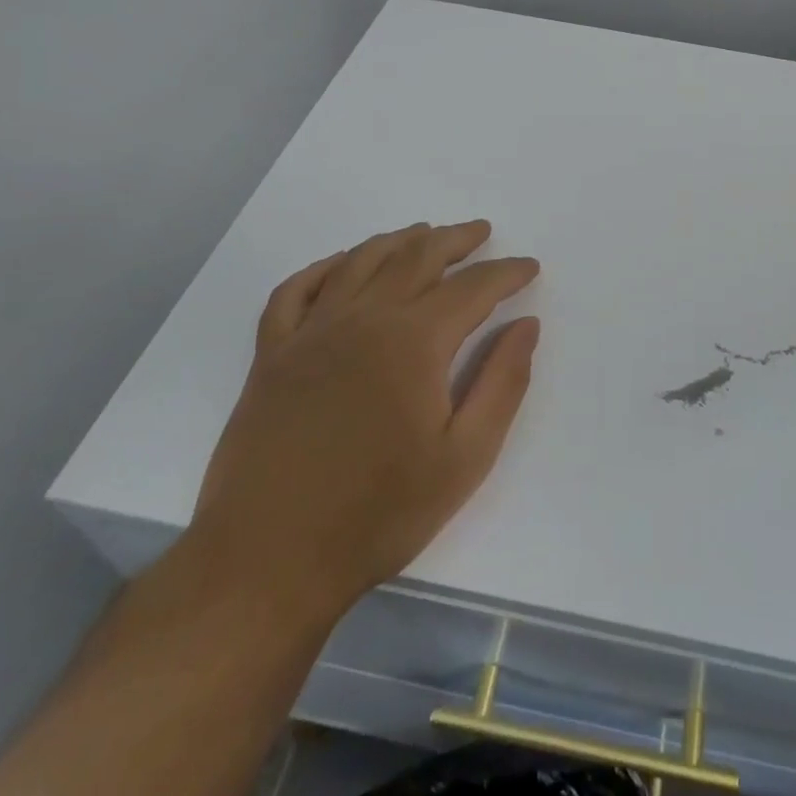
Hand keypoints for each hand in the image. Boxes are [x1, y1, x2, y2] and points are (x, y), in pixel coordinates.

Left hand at [190, 221, 540, 629]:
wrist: (267, 563)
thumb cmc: (378, 515)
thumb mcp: (464, 458)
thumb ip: (502, 383)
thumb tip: (526, 325)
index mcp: (414, 342)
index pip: (473, 287)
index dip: (506, 273)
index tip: (528, 267)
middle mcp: (363, 319)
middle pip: (417, 257)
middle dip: (456, 240)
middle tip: (482, 232)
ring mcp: (310, 333)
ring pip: (362, 261)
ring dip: (399, 241)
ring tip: (424, 233)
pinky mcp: (271, 354)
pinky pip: (297, 290)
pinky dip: (325, 266)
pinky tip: (343, 264)